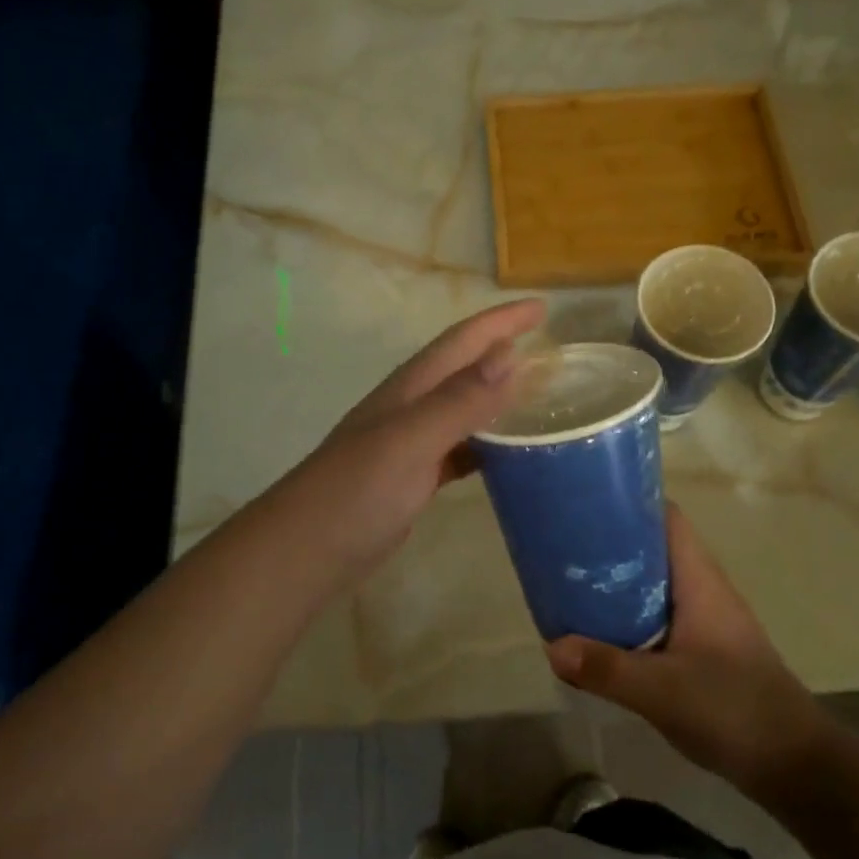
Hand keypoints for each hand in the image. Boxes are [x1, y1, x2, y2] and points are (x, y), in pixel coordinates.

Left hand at [290, 298, 546, 577]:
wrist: (306, 551)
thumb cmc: (356, 491)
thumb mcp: (410, 441)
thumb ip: (459, 400)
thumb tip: (511, 353)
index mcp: (411, 388)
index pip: (463, 341)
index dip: (501, 321)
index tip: (543, 308)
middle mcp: (412, 407)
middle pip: (465, 369)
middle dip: (504, 351)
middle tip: (552, 351)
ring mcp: (411, 444)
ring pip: (465, 409)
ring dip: (499, 398)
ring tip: (542, 398)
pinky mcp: (414, 478)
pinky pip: (461, 449)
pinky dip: (488, 445)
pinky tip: (511, 457)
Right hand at [546, 504, 831, 794]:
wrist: (796, 765)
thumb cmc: (734, 709)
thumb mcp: (662, 691)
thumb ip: (606, 669)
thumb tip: (551, 646)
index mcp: (699, 580)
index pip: (666, 517)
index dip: (630, 503)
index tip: (586, 504)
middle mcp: (702, 590)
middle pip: (652, 549)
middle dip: (611, 545)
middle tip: (565, 549)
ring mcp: (705, 620)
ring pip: (653, 585)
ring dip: (617, 583)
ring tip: (572, 586)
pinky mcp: (703, 649)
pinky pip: (657, 616)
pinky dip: (629, 615)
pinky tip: (601, 635)